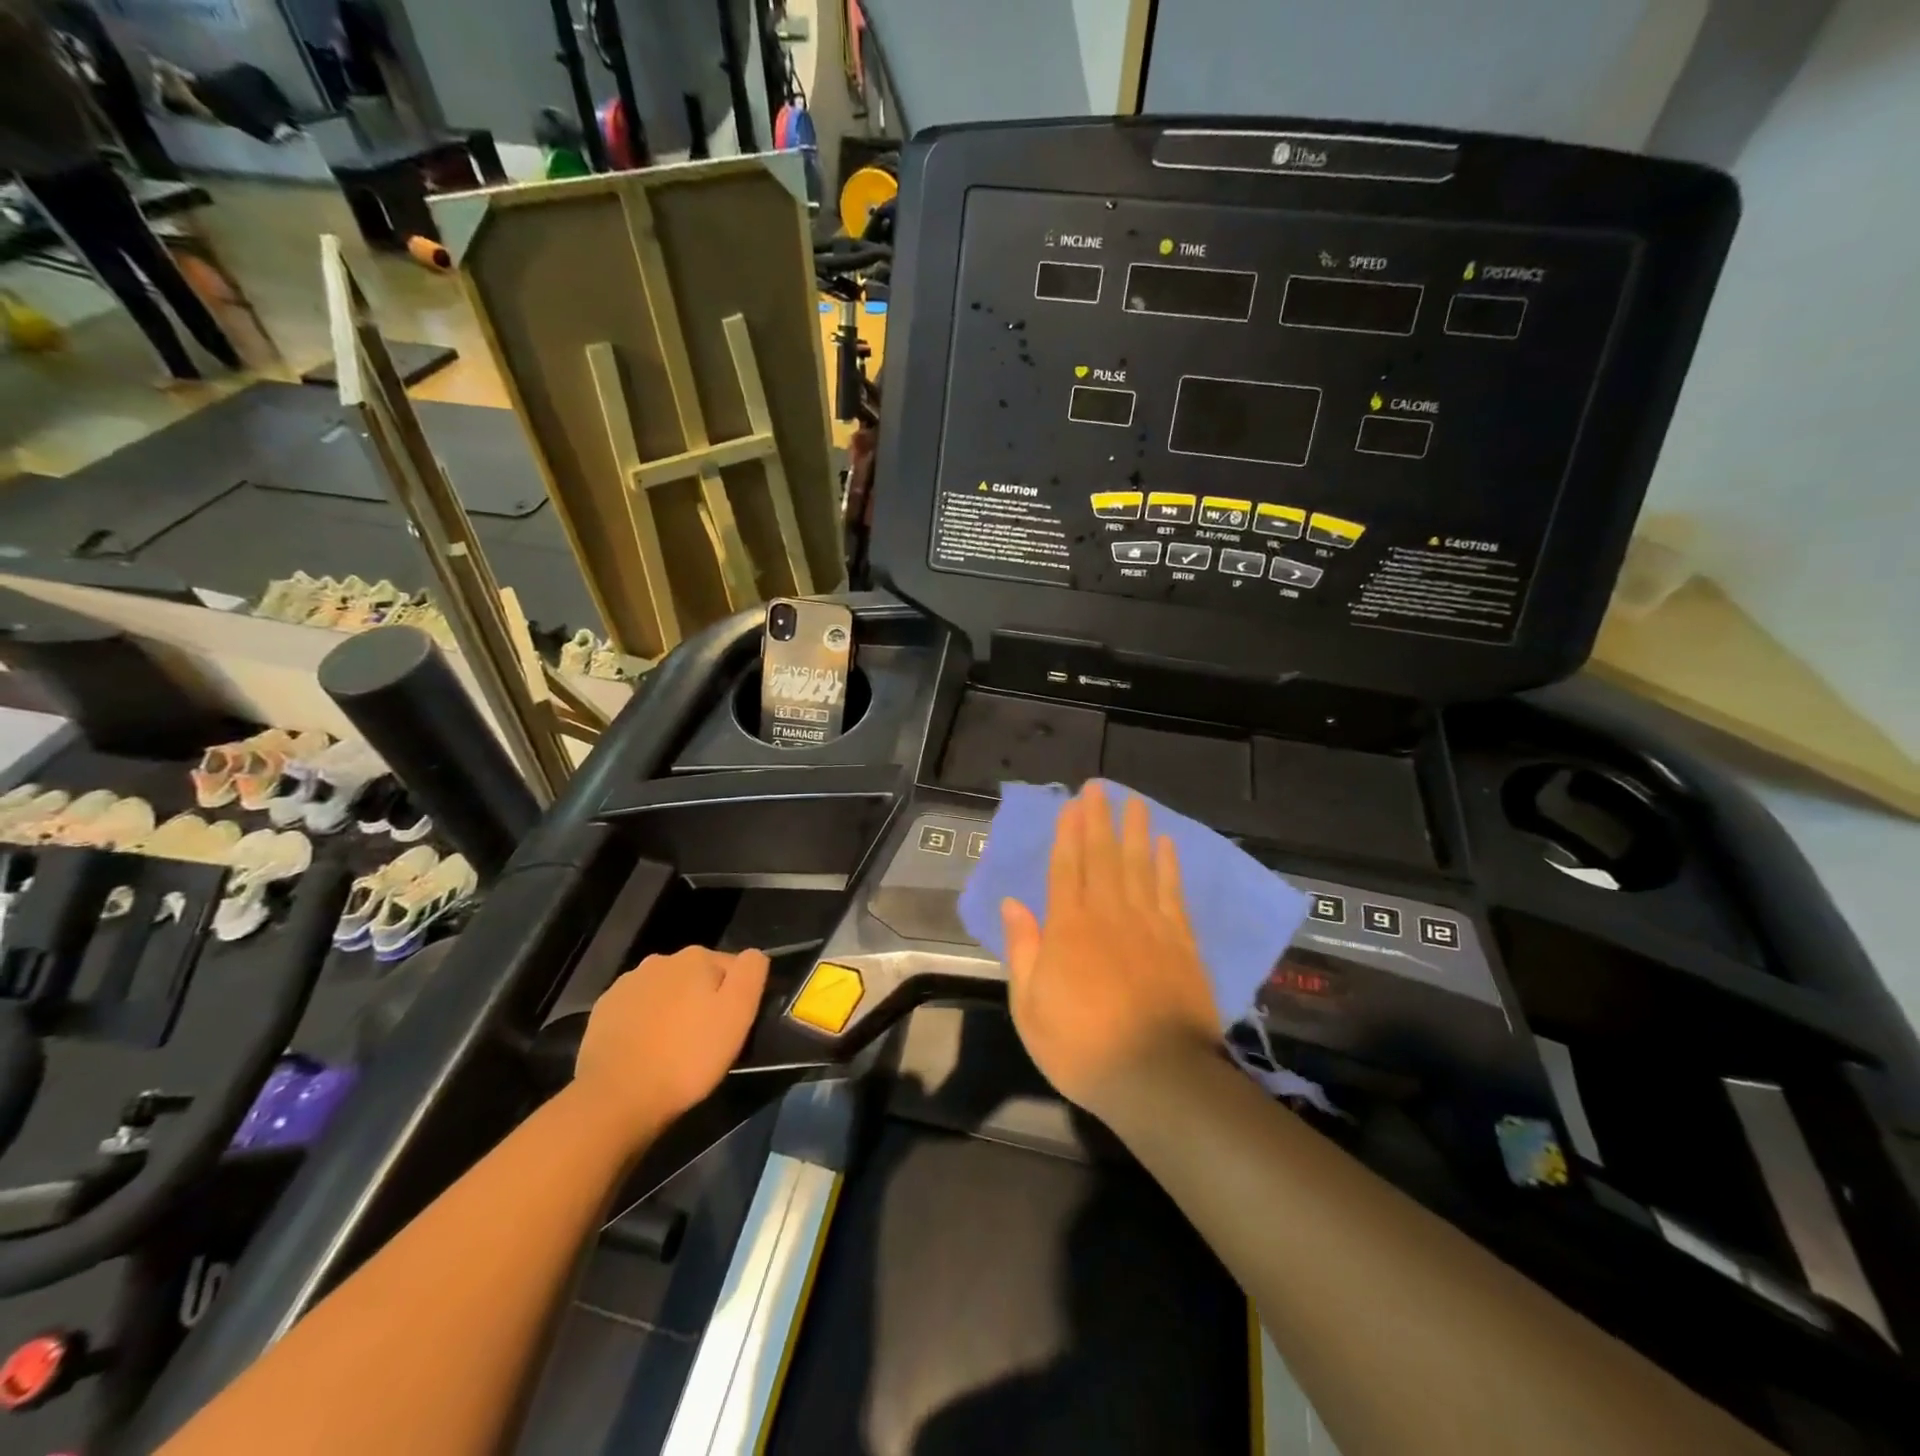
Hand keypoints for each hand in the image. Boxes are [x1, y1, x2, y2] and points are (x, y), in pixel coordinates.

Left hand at [574, 945, 770, 1127]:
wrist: (616, 1098)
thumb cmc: (688, 1056)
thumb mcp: (738, 1014)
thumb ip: (751, 973)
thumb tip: (753, 955)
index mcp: (696, 957)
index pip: (731, 967)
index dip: (736, 996)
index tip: (732, 1027)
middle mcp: (660, 960)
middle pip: (695, 977)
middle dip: (702, 999)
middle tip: (705, 1040)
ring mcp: (626, 984)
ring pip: (664, 992)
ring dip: (672, 1010)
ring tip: (674, 1048)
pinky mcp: (602, 1011)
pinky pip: (636, 1010)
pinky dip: (644, 1023)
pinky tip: (645, 1051)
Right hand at [1000, 781, 1219, 1121]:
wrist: (1158, 1077)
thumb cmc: (1082, 1047)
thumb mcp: (1030, 1007)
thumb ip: (1023, 949)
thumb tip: (1013, 903)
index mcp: (1068, 927)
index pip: (1066, 867)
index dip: (1068, 833)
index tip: (1071, 804)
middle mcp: (1108, 913)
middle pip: (1103, 856)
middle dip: (1099, 819)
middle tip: (1100, 786)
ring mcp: (1149, 925)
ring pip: (1139, 865)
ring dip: (1136, 831)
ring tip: (1134, 801)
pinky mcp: (1181, 942)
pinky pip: (1172, 893)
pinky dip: (1169, 866)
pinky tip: (1168, 845)